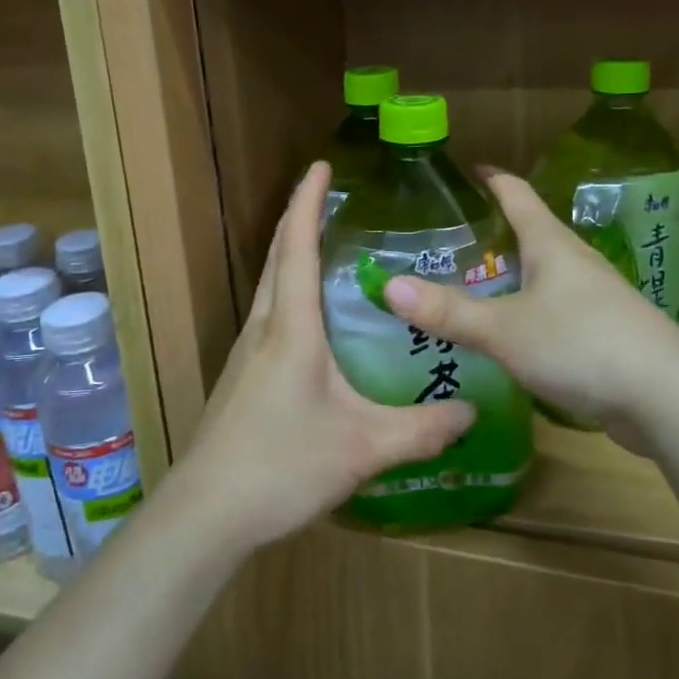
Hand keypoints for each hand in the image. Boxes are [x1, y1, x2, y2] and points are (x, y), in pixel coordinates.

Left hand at [176, 162, 477, 551]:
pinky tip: (311, 320)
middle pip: (278, 258)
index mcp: (291, 328)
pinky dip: (288, 293)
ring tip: (325, 246)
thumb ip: (421, 429)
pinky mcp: (241, 379)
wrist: (207, 513)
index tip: (321, 165)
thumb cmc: (283, 466)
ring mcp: (246, 354)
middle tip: (330, 197)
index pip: (297, 247)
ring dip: (291, 255)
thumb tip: (472, 412)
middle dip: (299, 219)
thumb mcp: (364, 448)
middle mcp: (264, 329)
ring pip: (269, 287)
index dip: (307, 202)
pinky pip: (268, 316)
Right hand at [381, 172, 678, 437]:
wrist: (668, 398)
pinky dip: (526, 312)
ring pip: (543, 275)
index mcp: (551, 244)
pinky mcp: (605, 333)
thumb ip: (448, 312)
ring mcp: (595, 298)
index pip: (517, 194)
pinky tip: (510, 335)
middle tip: (448, 243)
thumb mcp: (505, 329)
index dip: (491, 179)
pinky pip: (555, 310)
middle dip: (493, 233)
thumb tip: (388, 286)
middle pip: (530, 233)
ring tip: (471, 287)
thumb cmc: (582, 344)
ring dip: (510, 276)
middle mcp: (575, 262)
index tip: (467, 171)